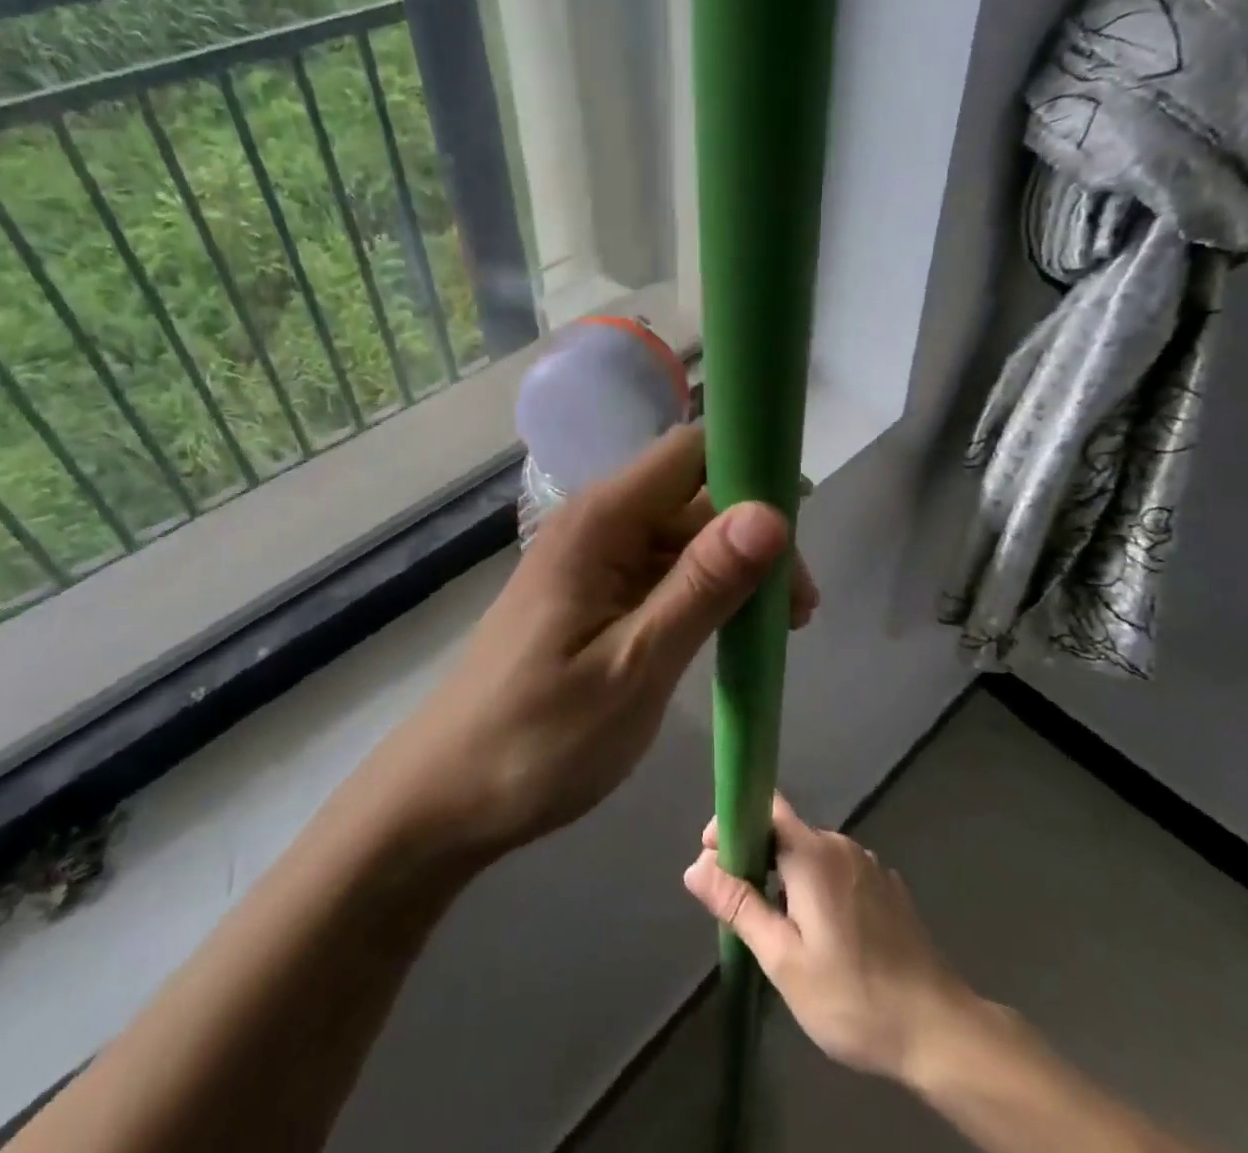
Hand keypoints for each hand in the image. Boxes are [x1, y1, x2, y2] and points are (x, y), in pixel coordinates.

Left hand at [379, 425, 816, 857]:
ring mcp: (595, 560)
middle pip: (695, 496)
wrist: (448, 796)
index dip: (749, 469)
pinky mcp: (595, 594)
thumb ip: (702, 586)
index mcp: (600, 522)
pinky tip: (731, 633)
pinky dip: (704, 594)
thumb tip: (774, 512)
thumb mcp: (634, 667)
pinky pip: (663, 571)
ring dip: (735, 570)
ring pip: (684, 536)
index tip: (798, 529)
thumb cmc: (537, 739)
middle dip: (754, 536)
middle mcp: (598, 524)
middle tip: (800, 612)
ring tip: (777, 630)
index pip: (690, 452)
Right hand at [683, 795, 1000, 1085]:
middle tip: (745, 911)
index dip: (734, 822)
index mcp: (812, 853)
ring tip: (783, 932)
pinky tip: (826, 938)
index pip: (765, 806)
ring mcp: (869, 865)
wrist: (941, 1032)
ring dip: (789, 880)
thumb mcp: (784, 959)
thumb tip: (696, 865)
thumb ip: (739, 906)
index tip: (714, 859)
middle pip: (786, 833)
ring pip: (813, 856)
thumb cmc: (853, 997)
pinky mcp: (888, 888)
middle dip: (757, 860)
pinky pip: (840, 874)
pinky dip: (820, 891)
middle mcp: (840, 845)